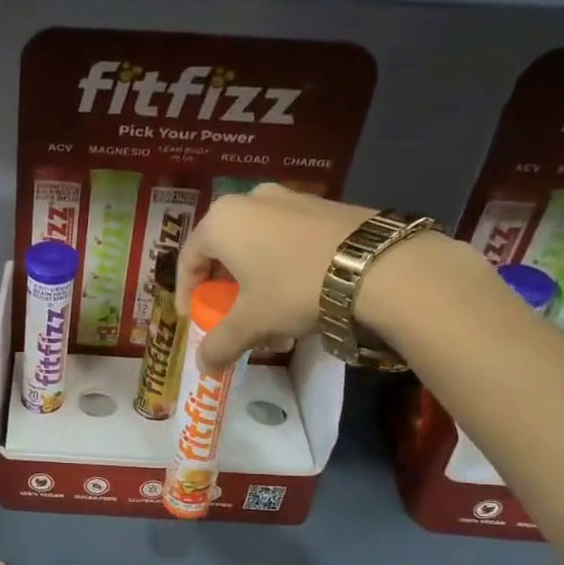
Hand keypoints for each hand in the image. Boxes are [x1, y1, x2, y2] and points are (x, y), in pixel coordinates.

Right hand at [175, 186, 376, 369]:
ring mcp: (290, 198)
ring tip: (273, 320)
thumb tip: (203, 366)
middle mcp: (250, 201)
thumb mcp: (251, 323)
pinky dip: (285, 269)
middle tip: (233, 318)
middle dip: (228, 291)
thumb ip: (220, 344)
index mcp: (221, 221)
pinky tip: (302, 300)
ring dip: (258, 285)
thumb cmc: (293, 288)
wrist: (376, 265)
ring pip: (259, 246)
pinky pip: (288, 240)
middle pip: (226, 252)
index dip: (187, 292)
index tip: (192, 317)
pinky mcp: (324, 206)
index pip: (189, 259)